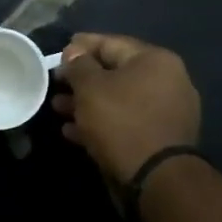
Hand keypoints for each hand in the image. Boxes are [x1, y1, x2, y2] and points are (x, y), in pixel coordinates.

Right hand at [52, 32, 200, 186]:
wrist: (155, 178)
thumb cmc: (121, 122)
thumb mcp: (91, 88)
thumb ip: (79, 65)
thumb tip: (74, 52)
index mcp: (155, 60)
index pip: (111, 43)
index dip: (80, 47)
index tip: (57, 54)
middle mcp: (167, 81)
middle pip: (115, 73)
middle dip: (81, 79)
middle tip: (55, 84)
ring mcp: (165, 112)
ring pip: (118, 100)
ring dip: (86, 104)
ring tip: (58, 109)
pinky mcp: (158, 139)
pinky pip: (124, 123)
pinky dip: (100, 124)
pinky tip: (73, 132)